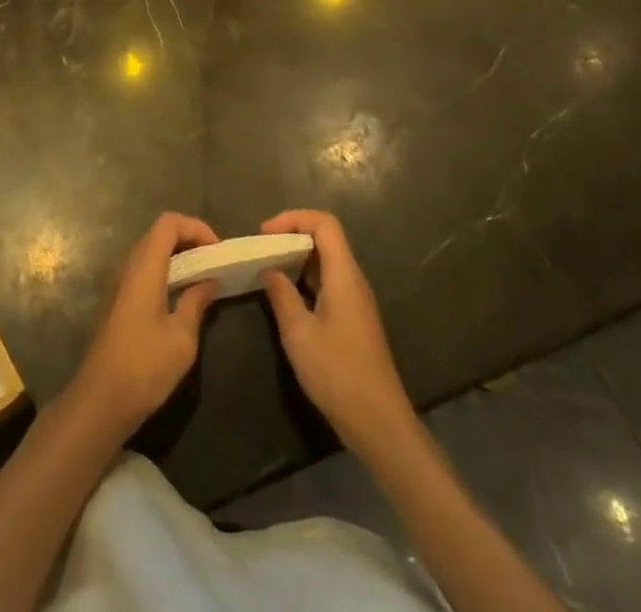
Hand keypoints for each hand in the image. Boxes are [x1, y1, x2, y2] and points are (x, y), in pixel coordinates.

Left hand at [67, 213, 220, 440]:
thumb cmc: (144, 366)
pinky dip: (166, 272)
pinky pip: (145, 271)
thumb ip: (196, 302)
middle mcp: (129, 267)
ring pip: (151, 252)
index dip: (195, 227)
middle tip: (213, 262)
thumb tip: (210, 281)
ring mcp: (121, 284)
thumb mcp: (181, 337)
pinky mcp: (119, 302)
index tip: (217, 250)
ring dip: (178, 257)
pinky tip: (182, 297)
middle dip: (189, 239)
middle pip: (159, 234)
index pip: (168, 223)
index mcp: (145, 267)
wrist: (100, 401)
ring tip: (203, 278)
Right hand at [260, 210, 412, 453]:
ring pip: (326, 261)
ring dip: (297, 258)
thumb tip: (268, 269)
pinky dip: (305, 278)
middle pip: (326, 238)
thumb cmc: (338, 373)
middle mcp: (353, 280)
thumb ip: (281, 295)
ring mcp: (356, 300)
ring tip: (267, 268)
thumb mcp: (299, 333)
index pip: (324, 224)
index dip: (293, 218)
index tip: (264, 233)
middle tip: (261, 249)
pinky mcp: (354, 319)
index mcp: (344, 275)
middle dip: (292, 235)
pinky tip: (286, 296)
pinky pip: (328, 282)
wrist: (379, 423)